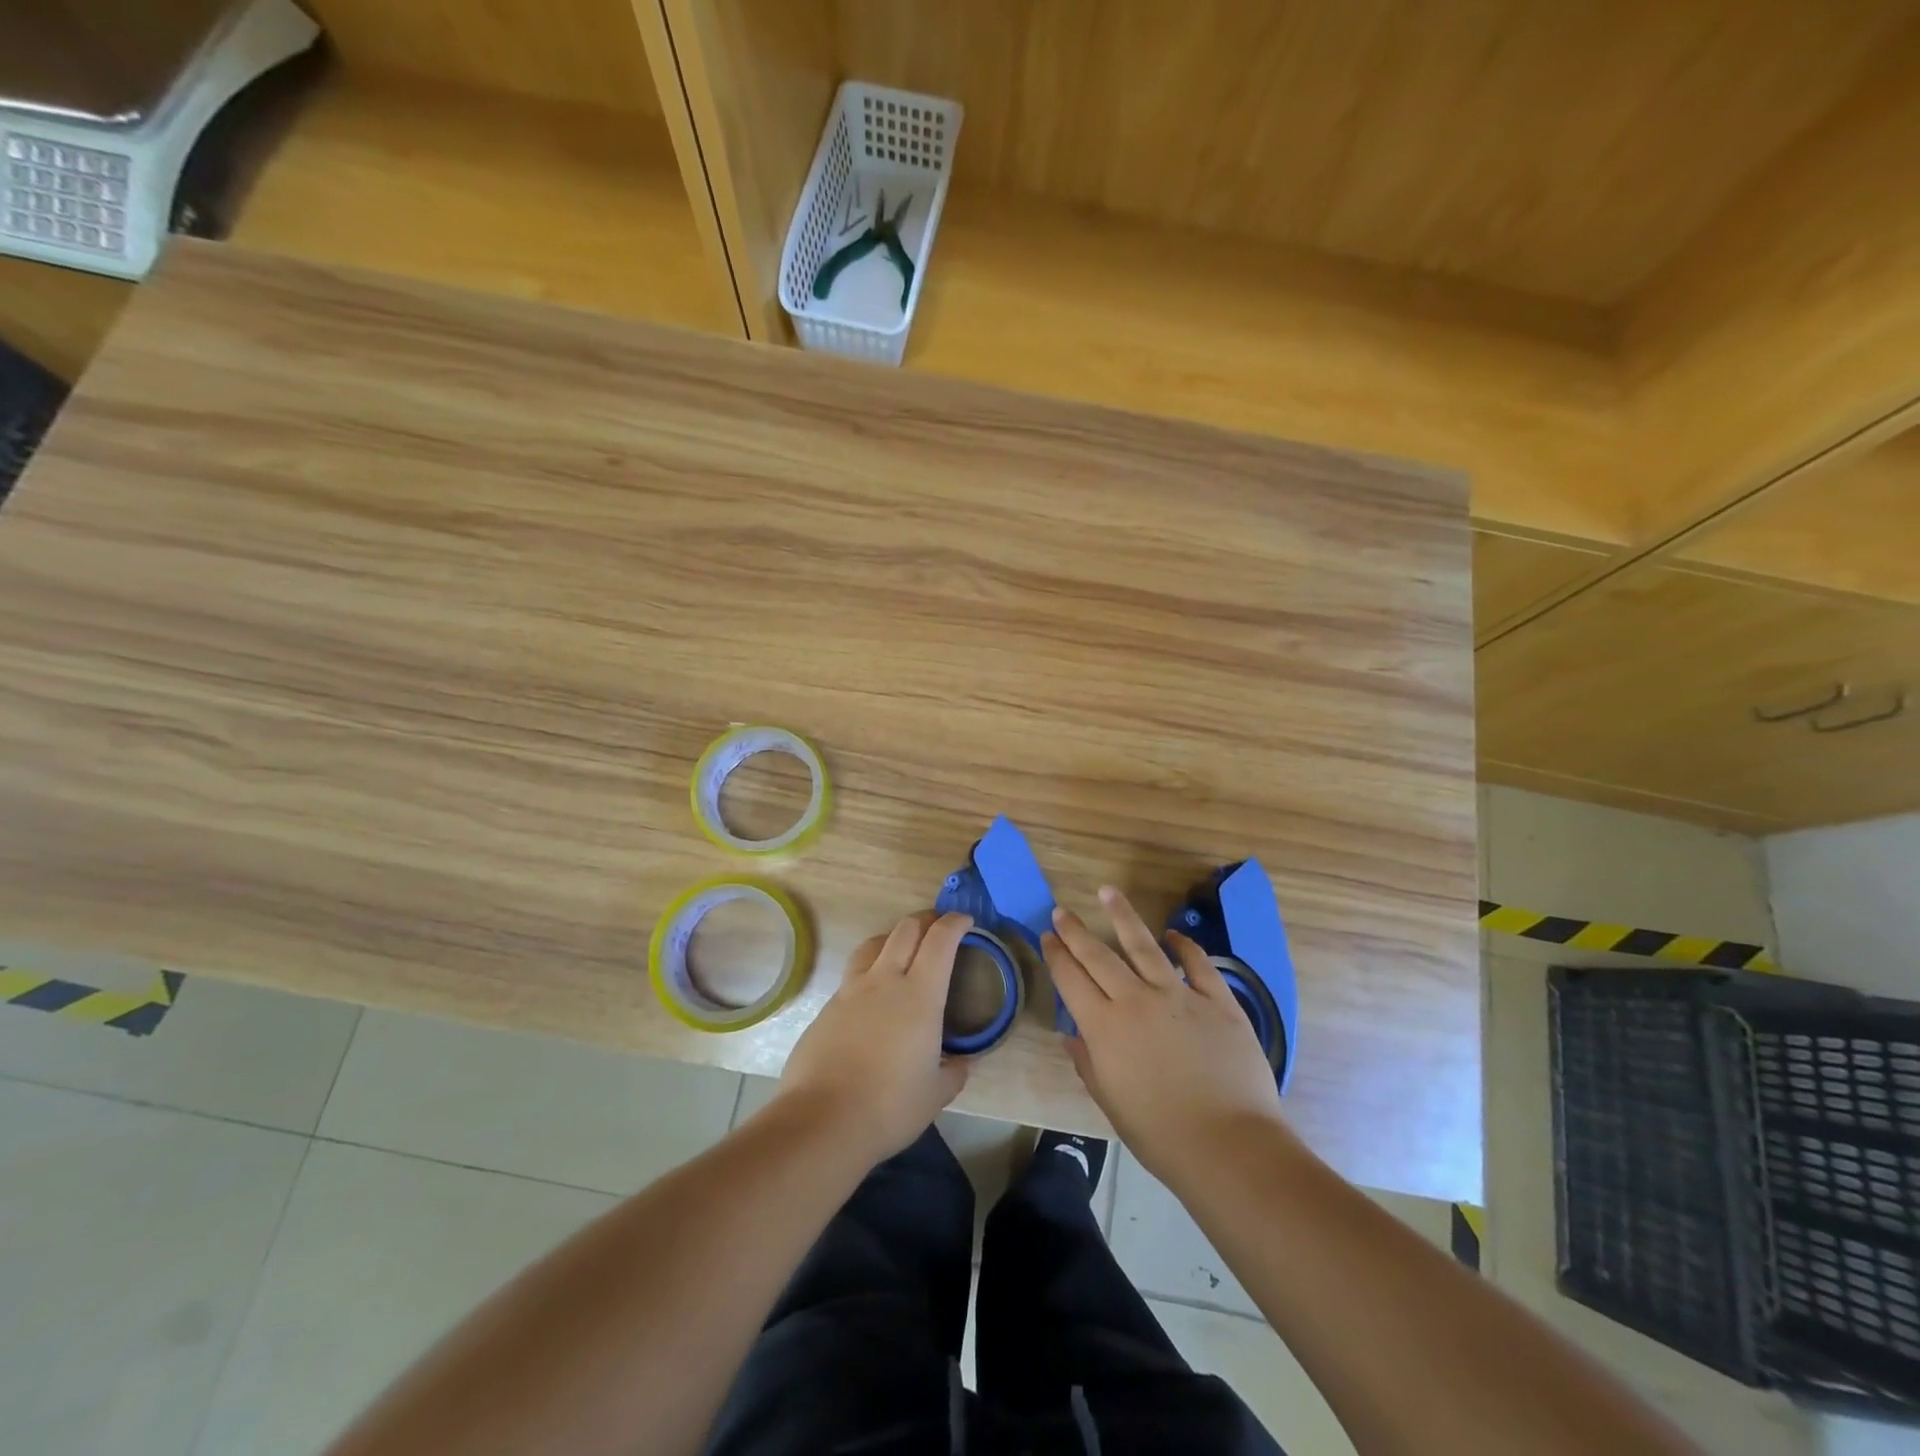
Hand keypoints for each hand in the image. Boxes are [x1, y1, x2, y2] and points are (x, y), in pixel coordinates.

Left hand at [774, 910, 971, 1164]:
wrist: (822, 1120)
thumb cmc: (890, 1106)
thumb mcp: (936, 1094)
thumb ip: (953, 1072)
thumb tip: (960, 1063)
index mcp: (919, 995)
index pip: (940, 940)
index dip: (955, 923)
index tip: (966, 921)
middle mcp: (885, 981)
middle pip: (905, 929)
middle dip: (925, 921)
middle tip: (937, 929)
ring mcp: (850, 991)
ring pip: (873, 944)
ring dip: (893, 938)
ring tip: (902, 951)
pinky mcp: (826, 1007)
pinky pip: (852, 976)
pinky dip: (869, 973)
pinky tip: (872, 999)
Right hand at [1044, 886, 1285, 1182]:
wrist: (1229, 1146)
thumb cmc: (1161, 1135)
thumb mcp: (1112, 1103)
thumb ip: (1089, 1063)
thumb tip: (1072, 1035)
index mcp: (1105, 1028)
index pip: (1072, 980)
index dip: (1056, 955)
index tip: (1048, 935)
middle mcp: (1136, 1001)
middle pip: (1099, 956)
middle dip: (1076, 931)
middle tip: (1062, 910)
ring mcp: (1179, 996)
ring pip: (1144, 945)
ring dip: (1123, 916)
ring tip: (1108, 892)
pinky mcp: (1217, 1001)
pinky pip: (1197, 964)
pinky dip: (1184, 946)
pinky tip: (1172, 935)